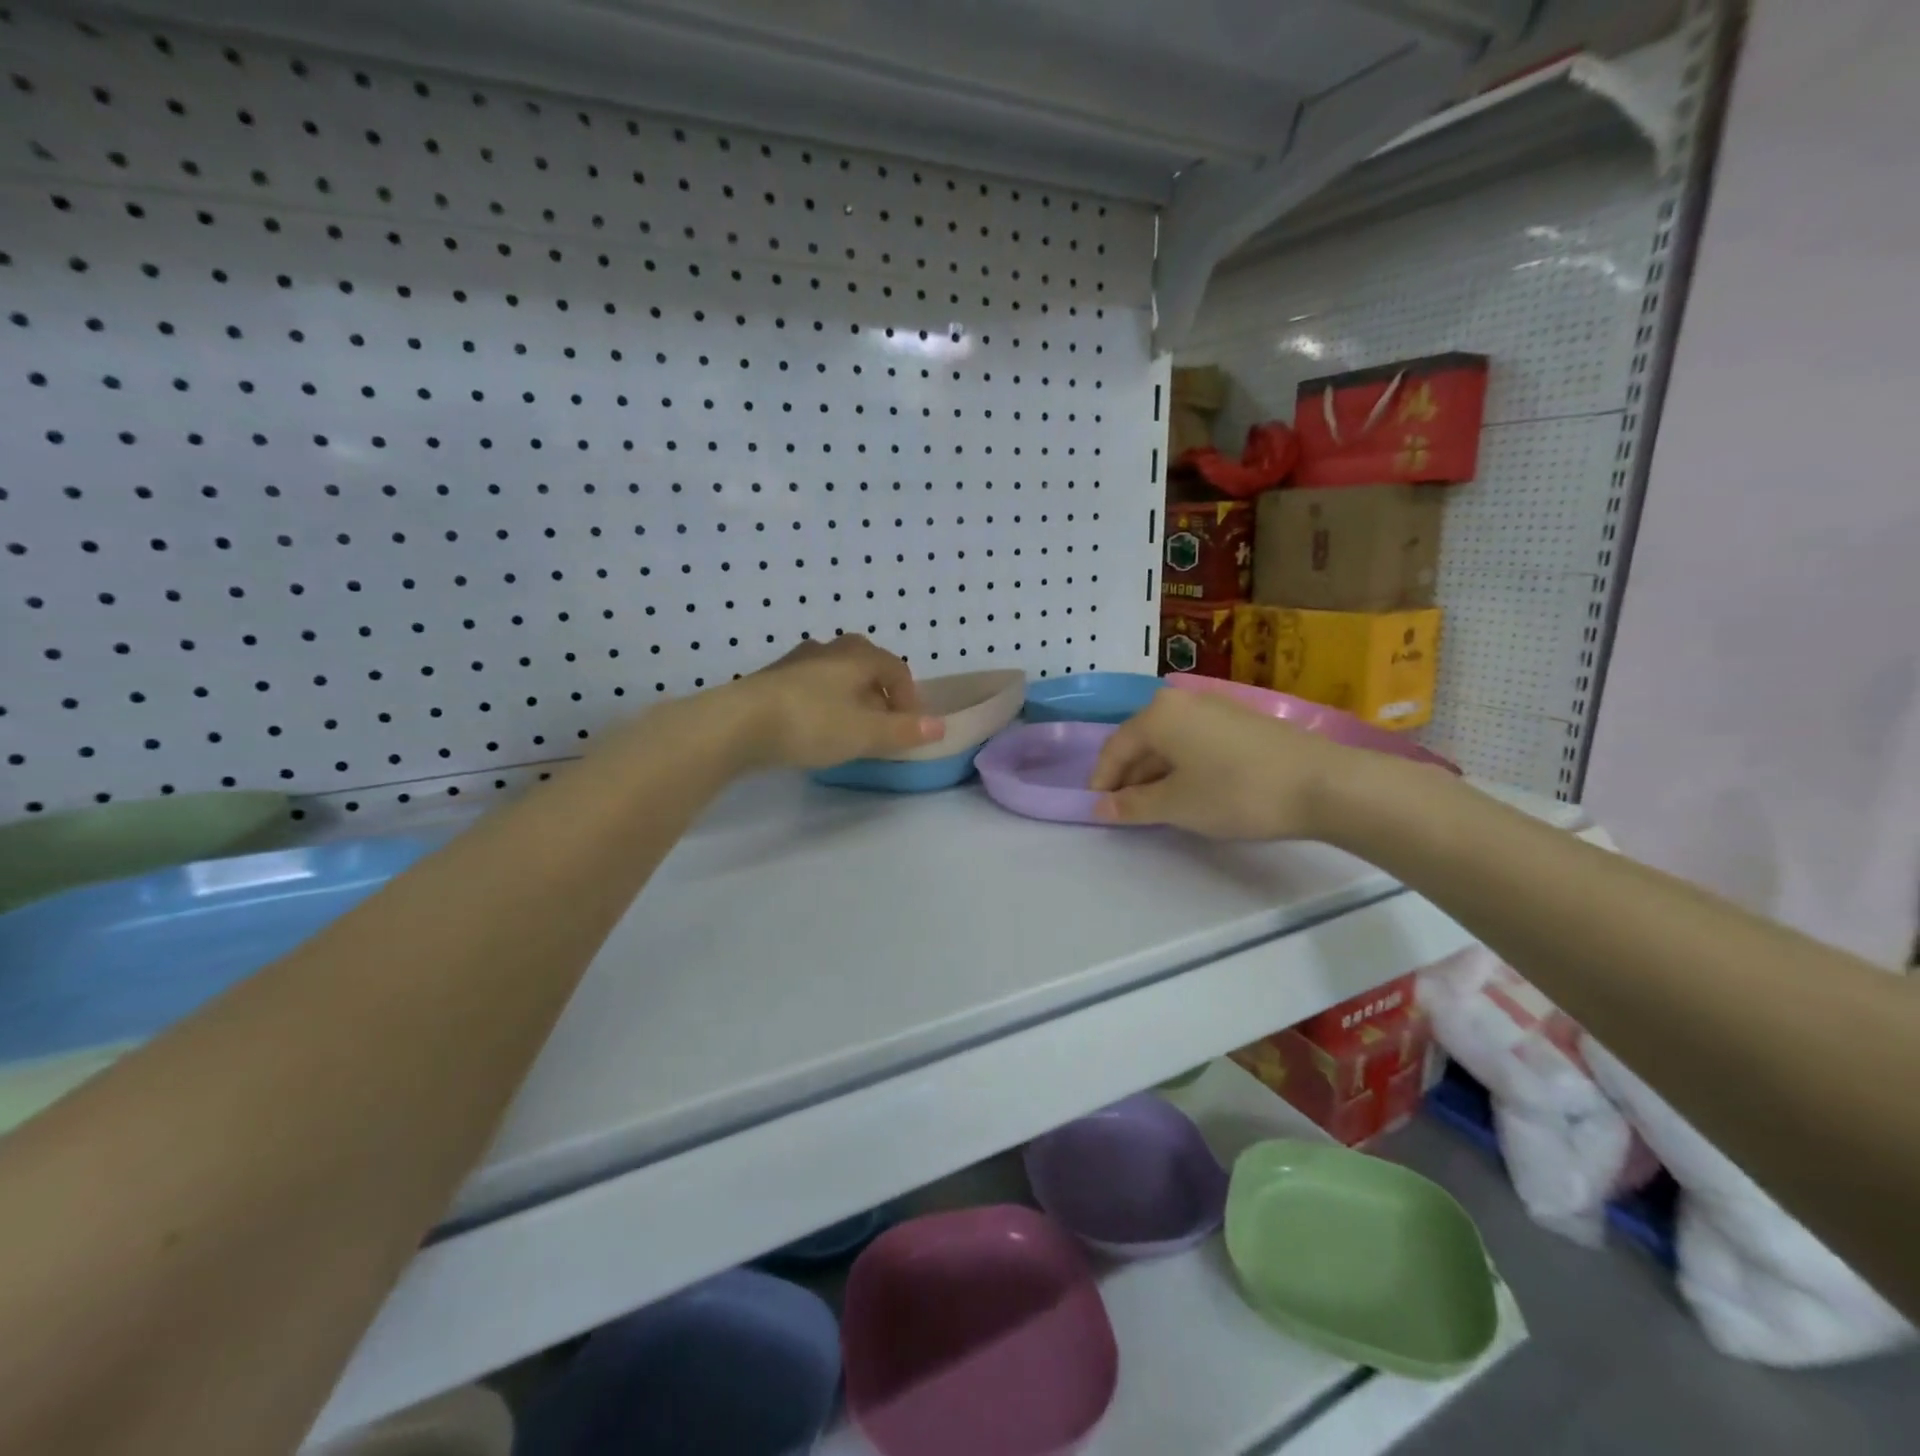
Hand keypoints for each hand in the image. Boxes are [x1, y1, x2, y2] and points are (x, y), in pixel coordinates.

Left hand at [726, 635, 944, 769]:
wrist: (737, 724)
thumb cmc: (811, 723)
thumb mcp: (865, 733)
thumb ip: (903, 731)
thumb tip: (940, 726)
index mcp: (858, 656)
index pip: (897, 670)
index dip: (909, 699)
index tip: (909, 728)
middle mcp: (829, 650)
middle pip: (866, 667)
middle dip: (879, 695)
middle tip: (881, 726)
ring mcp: (796, 662)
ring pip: (836, 676)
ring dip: (850, 700)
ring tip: (848, 731)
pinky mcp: (771, 680)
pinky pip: (810, 687)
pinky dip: (823, 704)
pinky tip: (813, 729)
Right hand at [1088, 689, 1365, 838]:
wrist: (1322, 784)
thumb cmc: (1235, 792)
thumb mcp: (1176, 805)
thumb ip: (1131, 805)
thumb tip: (1097, 808)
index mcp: (1158, 714)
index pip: (1114, 748)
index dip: (1101, 781)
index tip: (1098, 812)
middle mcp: (1181, 701)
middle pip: (1140, 741)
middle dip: (1129, 778)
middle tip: (1128, 813)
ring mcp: (1214, 707)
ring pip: (1169, 742)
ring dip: (1156, 774)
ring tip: (1159, 808)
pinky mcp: (1239, 721)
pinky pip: (1194, 741)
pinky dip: (1183, 766)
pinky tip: (1193, 791)